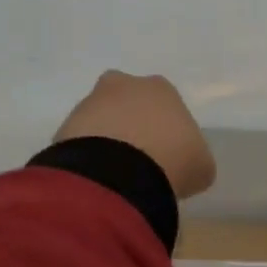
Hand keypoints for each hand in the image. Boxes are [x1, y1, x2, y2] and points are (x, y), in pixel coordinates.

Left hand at [52, 71, 216, 200]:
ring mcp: (89, 104)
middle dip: (131, 126)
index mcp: (161, 88)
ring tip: (116, 177)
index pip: (164, 104)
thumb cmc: (173, 160)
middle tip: (138, 161)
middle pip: (127, 103)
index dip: (166, 129)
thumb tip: (184, 165)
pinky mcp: (65, 127)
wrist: (119, 174)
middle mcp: (123, 86)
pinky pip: (80, 142)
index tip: (167, 154)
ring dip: (106, 142)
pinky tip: (99, 180)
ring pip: (100, 120)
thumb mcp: (201, 165)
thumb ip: (192, 157)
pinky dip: (88, 158)